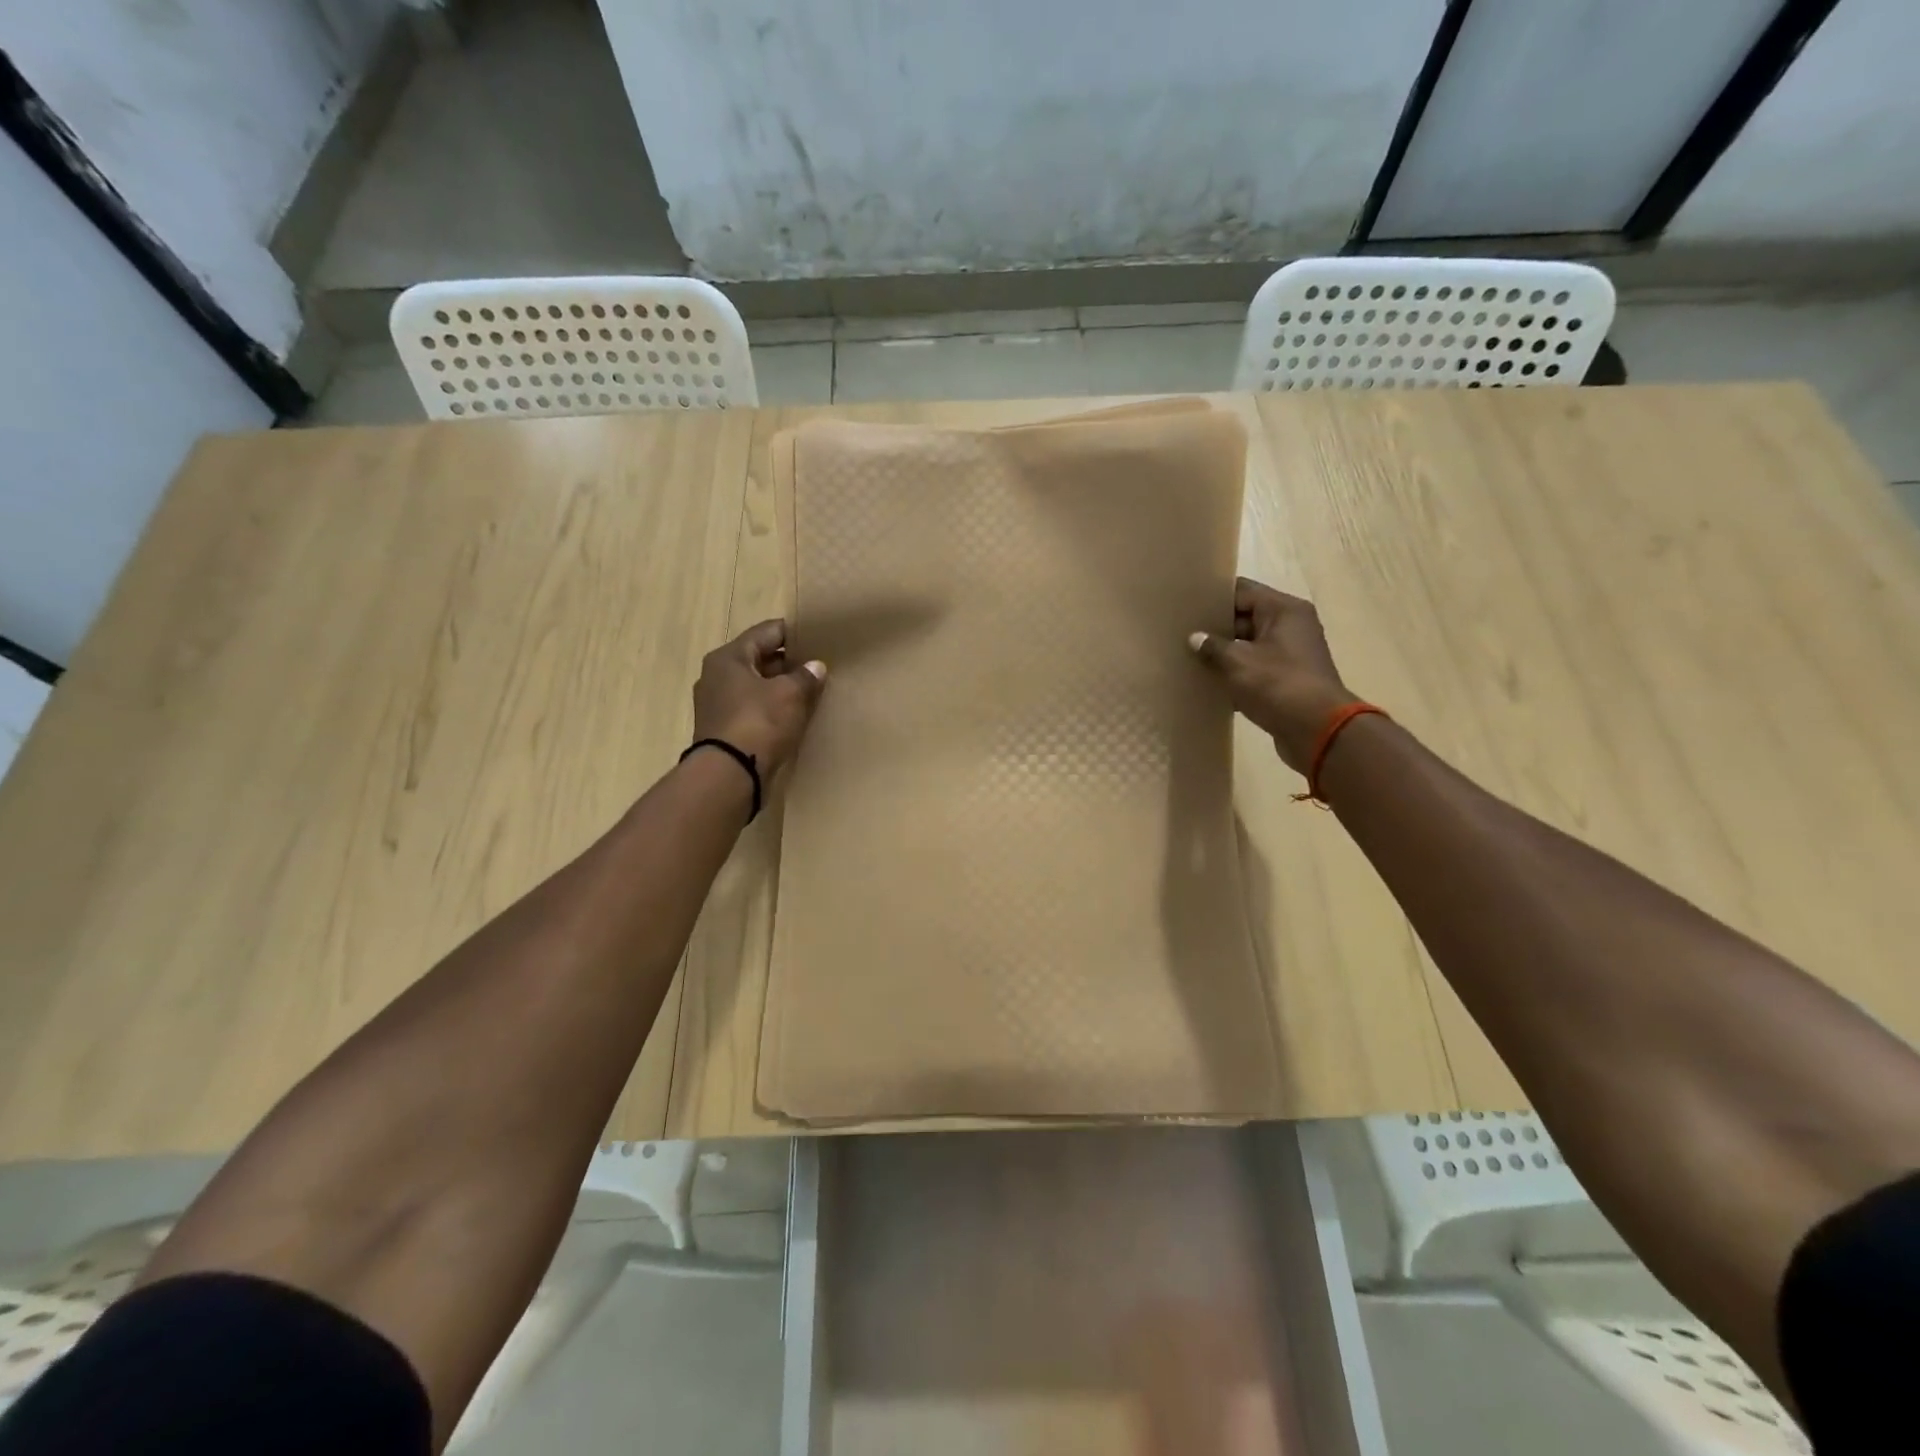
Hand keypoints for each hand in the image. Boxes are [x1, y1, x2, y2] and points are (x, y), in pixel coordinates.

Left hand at [692, 620, 826, 774]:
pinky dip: (771, 709)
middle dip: (788, 662)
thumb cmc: (759, 722)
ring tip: (810, 692)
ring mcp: (717, 704)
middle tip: (817, 667)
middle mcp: (717, 676)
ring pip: (755, 686)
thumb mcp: (790, 694)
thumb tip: (816, 666)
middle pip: (759, 659)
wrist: (729, 775)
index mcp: (729, 657)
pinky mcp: (723, 730)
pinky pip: (752, 709)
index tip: (817, 637)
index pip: (766, 632)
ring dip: (780, 688)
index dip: (794, 632)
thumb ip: (805, 676)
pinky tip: (792, 716)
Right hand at [1189, 578, 1357, 772]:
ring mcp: (1291, 653)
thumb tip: (1195, 638)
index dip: (1213, 597)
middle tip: (1181, 633)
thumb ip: (1213, 647)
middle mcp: (1291, 625)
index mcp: (1283, 610)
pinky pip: (1255, 667)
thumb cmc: (1277, 685)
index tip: (1185, 605)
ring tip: (1189, 657)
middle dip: (1215, 626)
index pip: (1242, 591)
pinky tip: (1209, 682)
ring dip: (1224, 652)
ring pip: (1249, 644)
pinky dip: (1236, 672)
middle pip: (1246, 616)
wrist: (1317, 730)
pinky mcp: (1287, 678)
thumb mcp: (1237, 662)